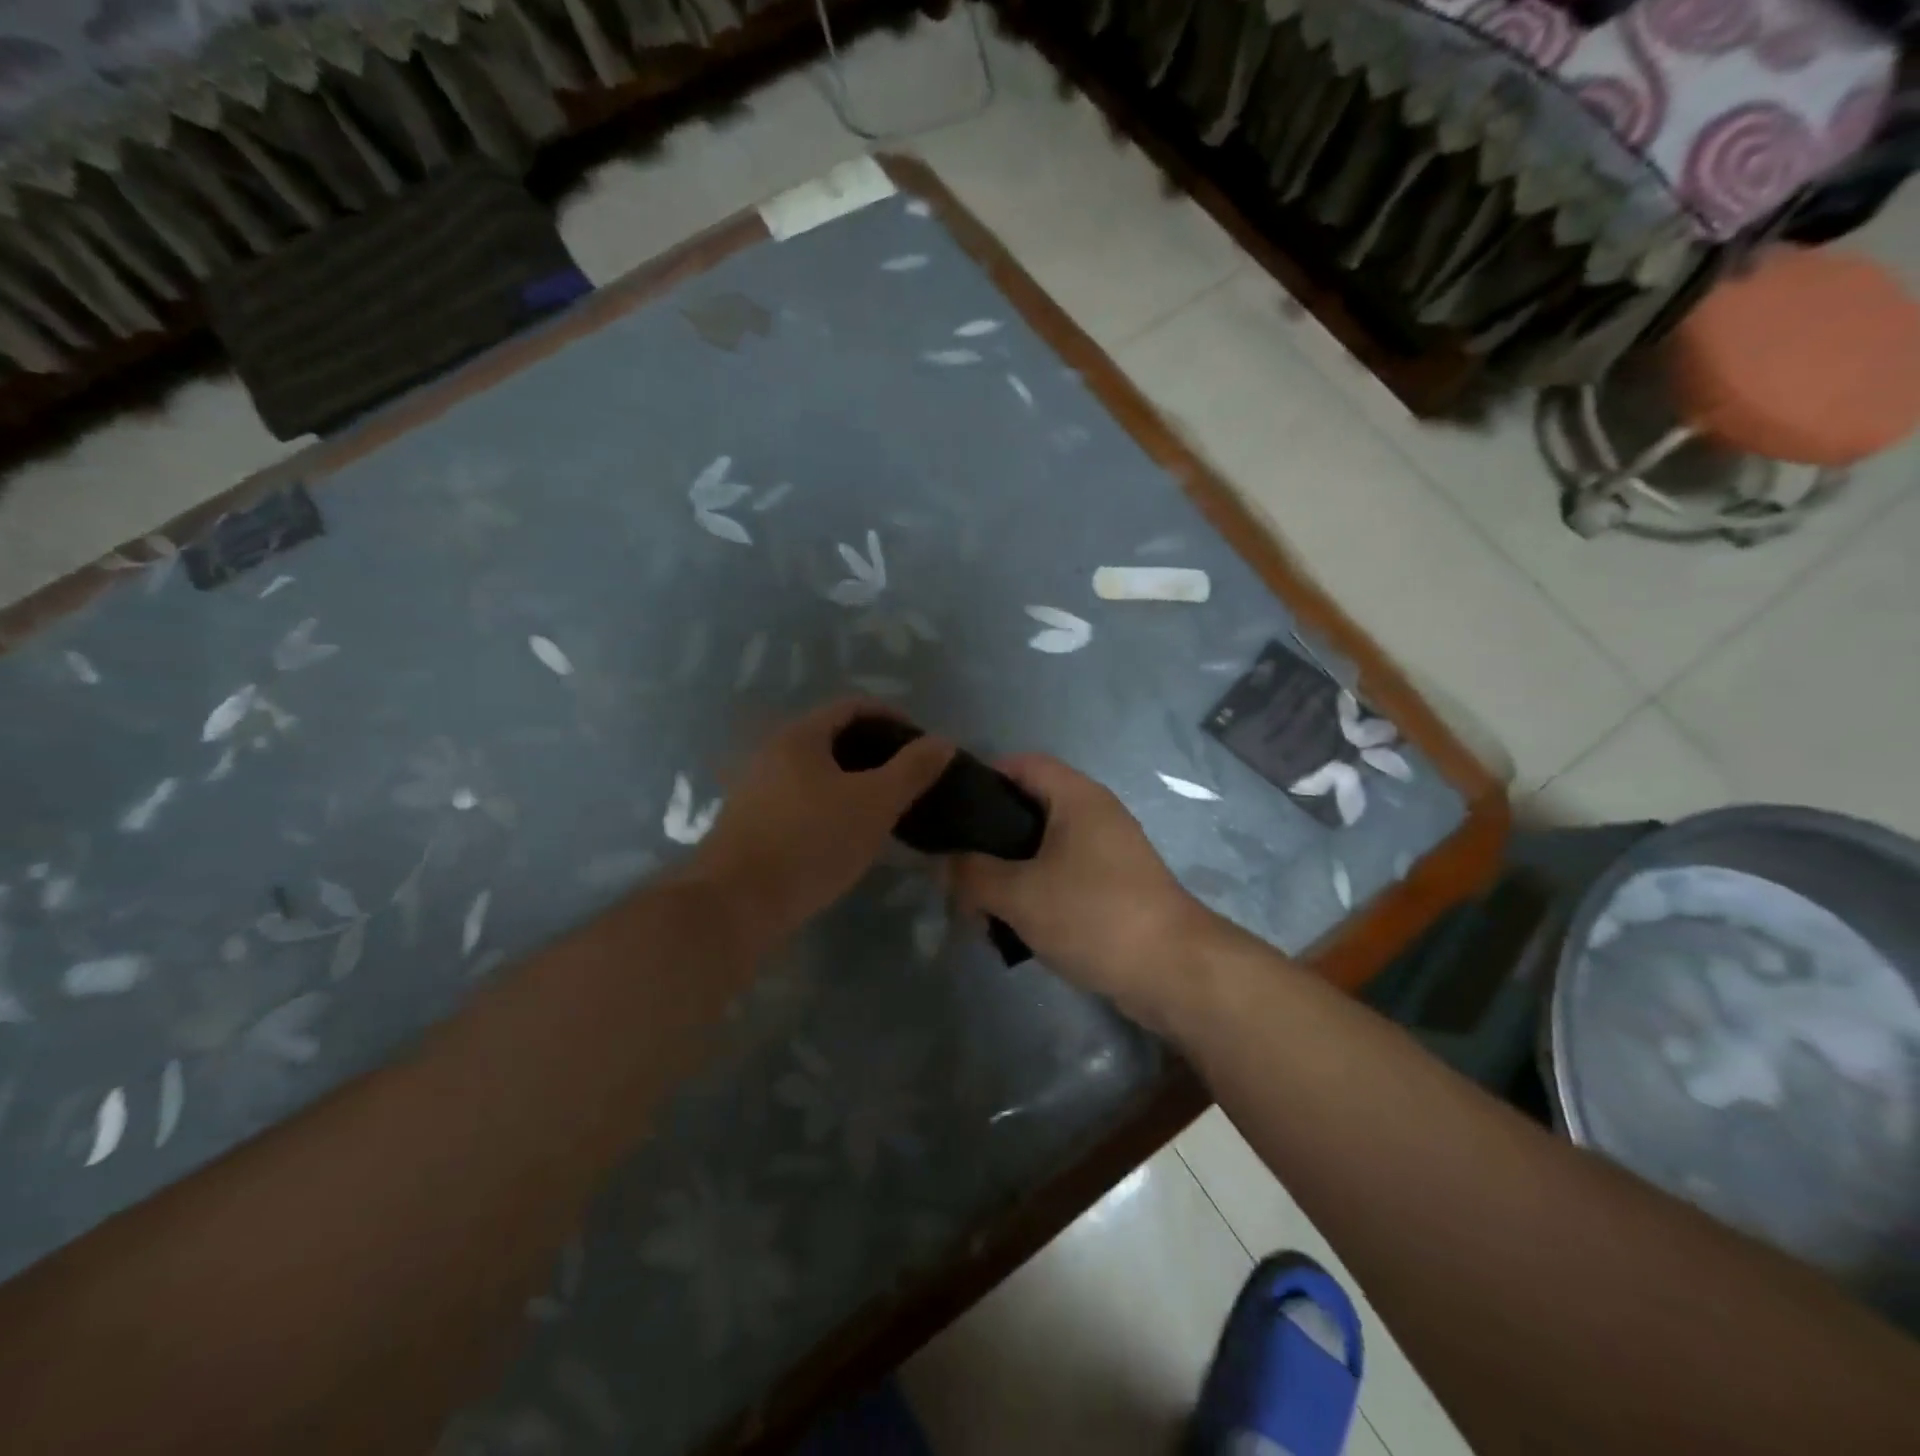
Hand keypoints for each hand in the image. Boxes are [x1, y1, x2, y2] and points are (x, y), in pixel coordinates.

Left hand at [684, 700, 953, 946]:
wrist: (735, 904)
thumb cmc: (811, 842)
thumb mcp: (874, 804)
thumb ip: (912, 770)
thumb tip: (943, 741)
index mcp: (800, 736)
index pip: (853, 707)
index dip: (894, 717)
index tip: (923, 744)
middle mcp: (772, 752)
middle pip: (833, 738)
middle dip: (875, 752)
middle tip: (909, 778)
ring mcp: (756, 788)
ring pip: (817, 772)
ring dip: (853, 781)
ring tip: (884, 807)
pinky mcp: (751, 823)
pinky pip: (801, 800)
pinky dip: (831, 805)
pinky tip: (847, 834)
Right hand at [952, 755, 1210, 1031]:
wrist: (1174, 972)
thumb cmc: (1094, 915)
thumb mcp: (1020, 894)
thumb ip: (972, 874)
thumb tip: (941, 863)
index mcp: (1077, 798)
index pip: (1022, 764)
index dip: (983, 777)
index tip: (948, 810)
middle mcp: (1095, 815)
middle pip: (1029, 809)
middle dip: (989, 839)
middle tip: (957, 868)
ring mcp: (1108, 852)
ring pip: (1043, 849)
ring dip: (1009, 874)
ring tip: (979, 906)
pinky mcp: (1114, 887)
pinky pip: (1062, 877)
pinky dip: (1035, 894)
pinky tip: (1014, 926)